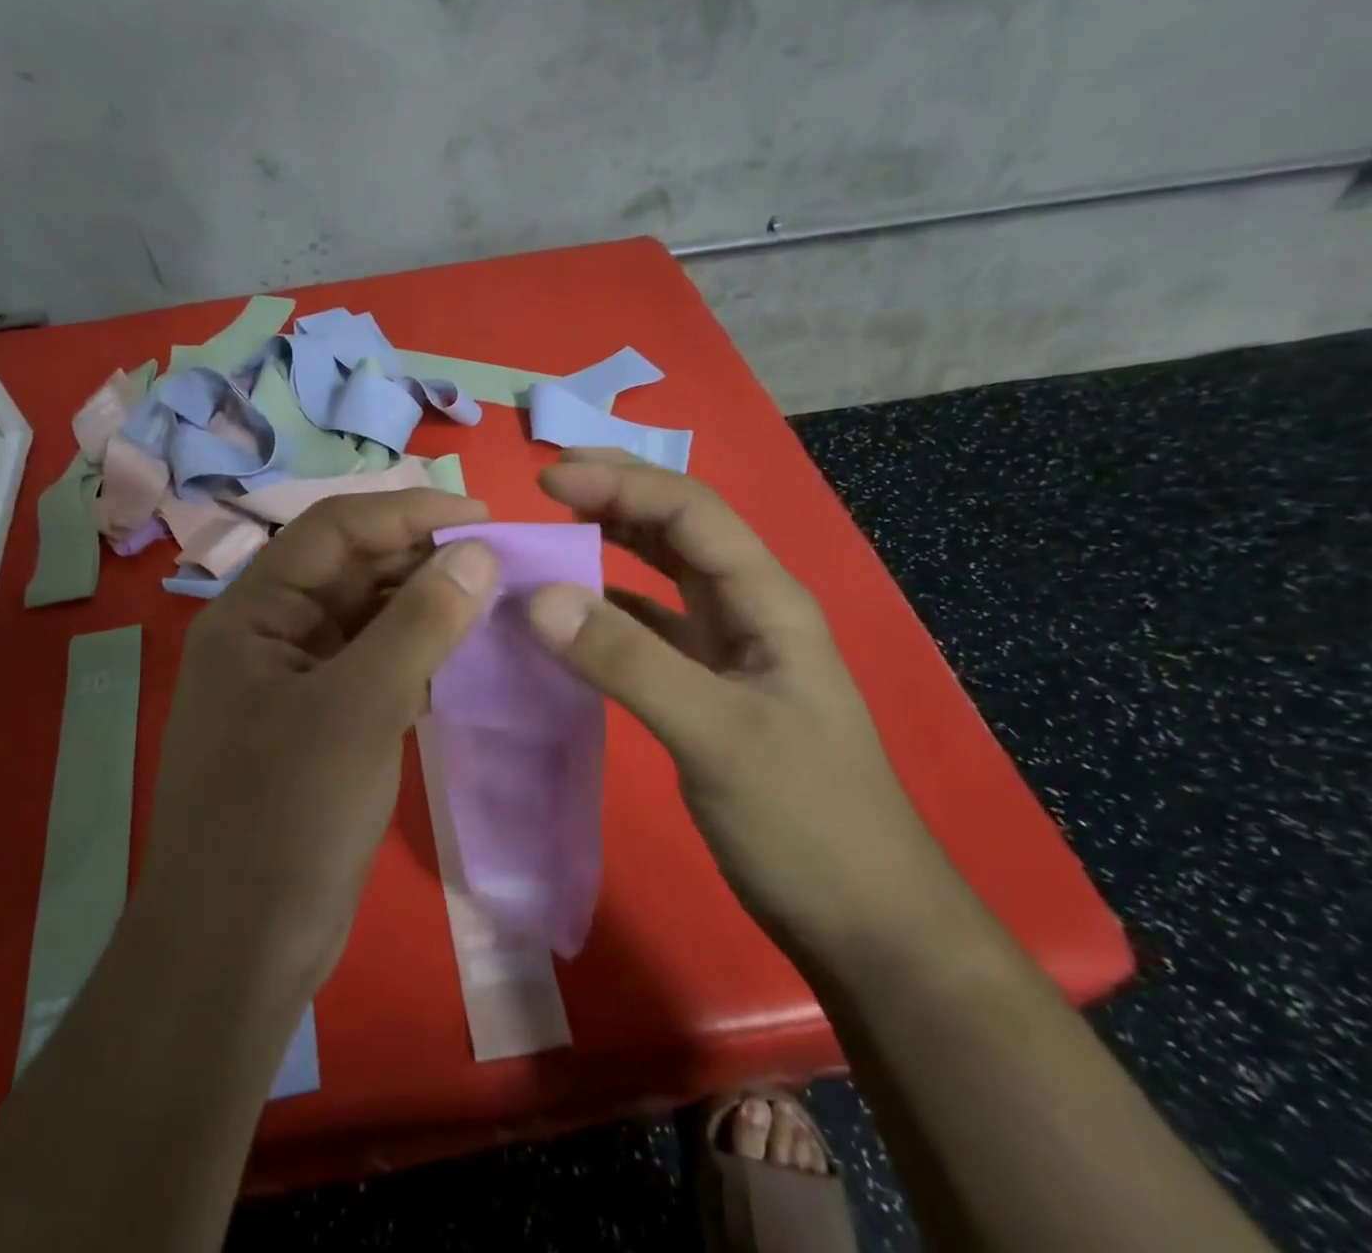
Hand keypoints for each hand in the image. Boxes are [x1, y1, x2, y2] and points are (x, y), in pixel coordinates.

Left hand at [140, 489, 497, 991]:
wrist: (236, 953)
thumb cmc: (284, 819)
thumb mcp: (358, 709)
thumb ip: (418, 625)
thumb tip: (479, 553)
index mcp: (253, 613)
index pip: (334, 530)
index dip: (407, 513)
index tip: (482, 517)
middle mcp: (270, 635)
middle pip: (351, 570)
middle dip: (422, 558)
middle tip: (500, 559)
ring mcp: (296, 682)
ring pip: (368, 619)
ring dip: (426, 606)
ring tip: (496, 600)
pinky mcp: (322, 725)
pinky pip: (376, 667)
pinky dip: (419, 655)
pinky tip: (467, 655)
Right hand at [526, 449, 959, 959]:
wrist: (863, 922)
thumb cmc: (806, 820)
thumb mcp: (717, 735)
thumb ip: (627, 662)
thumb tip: (537, 597)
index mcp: (767, 601)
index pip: (690, 513)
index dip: (621, 483)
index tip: (547, 479)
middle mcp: (749, 611)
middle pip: (680, 529)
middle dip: (618, 494)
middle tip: (547, 482)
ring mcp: (729, 651)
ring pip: (664, 574)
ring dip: (614, 544)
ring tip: (554, 529)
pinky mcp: (707, 689)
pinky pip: (650, 627)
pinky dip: (609, 608)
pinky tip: (573, 612)